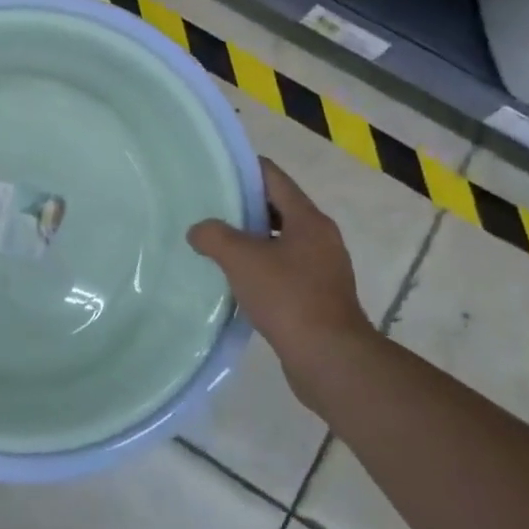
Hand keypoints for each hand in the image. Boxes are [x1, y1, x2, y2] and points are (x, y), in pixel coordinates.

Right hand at [188, 159, 375, 387]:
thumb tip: (198, 231)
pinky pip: (283, 268)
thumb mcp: (240, 258)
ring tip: (215, 243)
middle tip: (207, 207)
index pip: (273, 178)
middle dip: (243, 206)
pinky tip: (235, 279)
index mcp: (308, 219)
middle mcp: (320, 238)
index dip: (243, 169)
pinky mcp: (318, 296)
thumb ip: (214, 235)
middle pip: (277, 207)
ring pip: (280, 240)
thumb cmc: (288, 297)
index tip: (213, 170)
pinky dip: (259, 266)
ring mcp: (322, 269)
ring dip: (250, 239)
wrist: (329, 358)